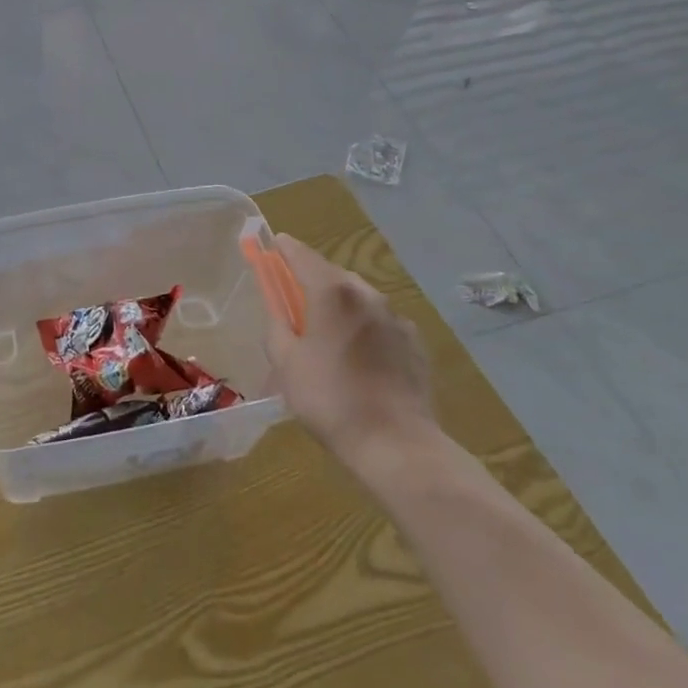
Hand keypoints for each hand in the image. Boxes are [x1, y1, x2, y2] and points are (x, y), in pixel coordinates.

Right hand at [263, 233, 435, 464]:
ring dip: (340, 304)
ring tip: (327, 332)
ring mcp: (395, 317)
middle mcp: (367, 294)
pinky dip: (364, 327)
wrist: (395, 442)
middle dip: (312, 280)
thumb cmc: (329, 399)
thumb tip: (278, 308)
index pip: (302, 255)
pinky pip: (381, 322)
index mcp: (332, 293)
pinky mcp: (414, 342)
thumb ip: (277, 325)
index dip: (284, 249)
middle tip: (294, 299)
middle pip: (333, 274)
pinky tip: (358, 355)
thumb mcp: (286, 363)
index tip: (273, 245)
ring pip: (359, 297)